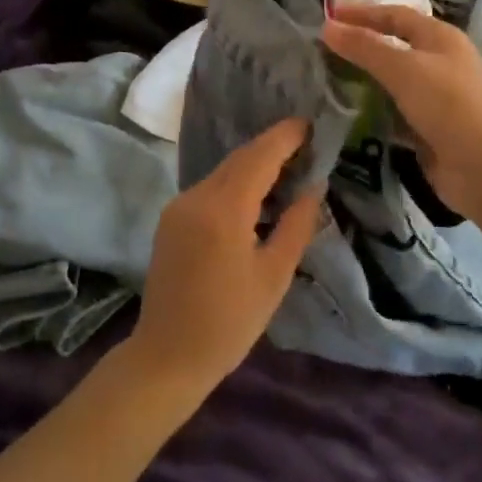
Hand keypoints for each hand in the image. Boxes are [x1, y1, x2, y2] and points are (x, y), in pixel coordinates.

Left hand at [127, 119, 323, 398]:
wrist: (166, 357)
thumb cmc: (229, 323)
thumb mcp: (274, 276)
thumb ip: (297, 225)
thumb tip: (314, 185)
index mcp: (224, 210)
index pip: (259, 157)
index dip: (285, 137)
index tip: (310, 124)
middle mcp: (196, 197)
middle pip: (239, 159)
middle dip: (271, 146)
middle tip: (305, 144)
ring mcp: (179, 206)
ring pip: (223, 172)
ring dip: (253, 164)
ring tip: (287, 167)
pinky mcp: (170, 218)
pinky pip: (209, 188)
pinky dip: (235, 183)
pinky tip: (255, 195)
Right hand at [323, 3, 481, 218]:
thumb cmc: (449, 105)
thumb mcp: (403, 69)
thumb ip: (364, 47)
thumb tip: (327, 27)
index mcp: (440, 38)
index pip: (395, 15)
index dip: (362, 14)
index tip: (327, 18)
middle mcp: (439, 63)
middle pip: (393, 47)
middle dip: (360, 48)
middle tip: (321, 51)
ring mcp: (436, 98)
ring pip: (392, 82)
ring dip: (364, 81)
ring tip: (325, 81)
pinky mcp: (429, 129)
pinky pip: (394, 113)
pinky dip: (373, 112)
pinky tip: (346, 115)